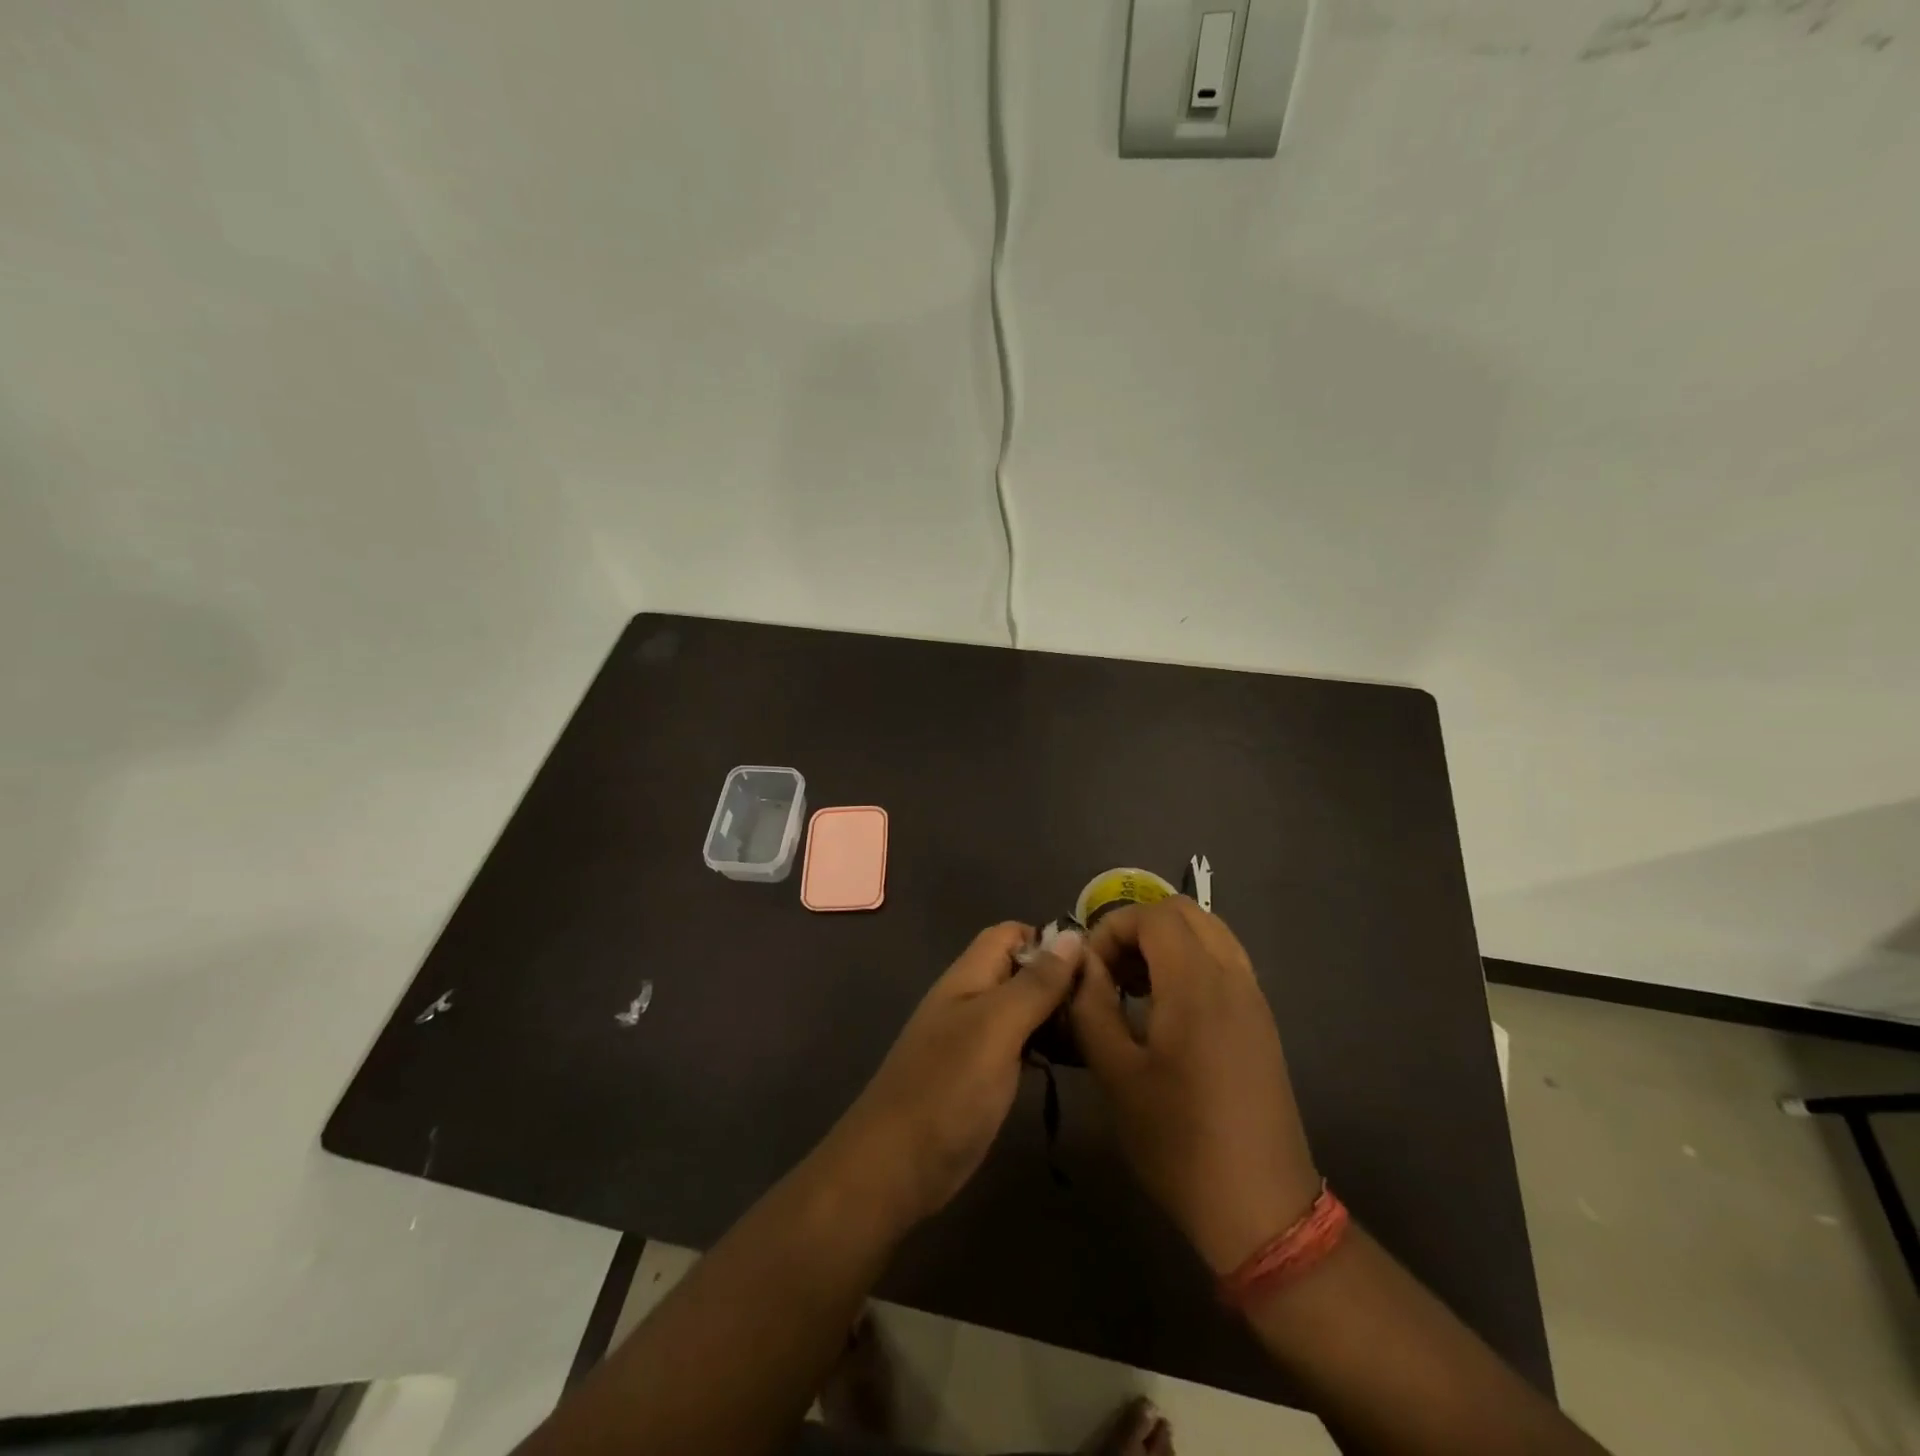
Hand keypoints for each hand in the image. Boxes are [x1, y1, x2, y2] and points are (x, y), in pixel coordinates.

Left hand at [819, 922, 1083, 1231]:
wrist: (896, 1167)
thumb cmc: (947, 1088)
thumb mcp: (996, 1028)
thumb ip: (1034, 984)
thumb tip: (1072, 935)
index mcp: (970, 976)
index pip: (1012, 934)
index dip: (1050, 940)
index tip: (1093, 965)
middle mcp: (973, 999)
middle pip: (1022, 971)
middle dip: (1061, 980)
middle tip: (1106, 1006)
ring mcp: (977, 1039)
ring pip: (1026, 1009)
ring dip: (1058, 1015)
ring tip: (1101, 1032)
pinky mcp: (984, 1075)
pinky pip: (1023, 1044)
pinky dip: (1048, 1046)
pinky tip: (1076, 1061)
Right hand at [1072, 897, 1319, 1273]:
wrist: (1259, 1207)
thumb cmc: (1178, 1141)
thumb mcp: (1115, 1073)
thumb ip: (1091, 1006)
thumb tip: (1082, 964)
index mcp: (1196, 984)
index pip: (1153, 915)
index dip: (1112, 928)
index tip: (1089, 970)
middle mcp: (1232, 977)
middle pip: (1184, 912)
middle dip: (1139, 928)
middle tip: (1110, 971)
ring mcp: (1254, 997)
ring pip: (1209, 932)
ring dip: (1166, 942)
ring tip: (1134, 987)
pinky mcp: (1261, 1021)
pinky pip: (1224, 961)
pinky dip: (1190, 961)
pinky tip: (1166, 1010)